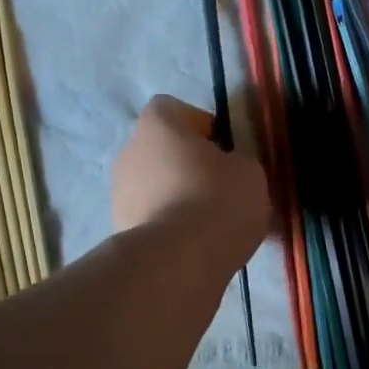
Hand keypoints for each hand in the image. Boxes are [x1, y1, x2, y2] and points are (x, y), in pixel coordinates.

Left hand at [112, 95, 268, 262]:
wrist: (180, 260)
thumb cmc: (218, 200)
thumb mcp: (250, 172)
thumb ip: (237, 161)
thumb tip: (228, 169)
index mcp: (157, 124)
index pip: (173, 109)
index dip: (200, 125)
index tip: (222, 150)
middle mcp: (129, 151)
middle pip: (162, 150)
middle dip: (188, 165)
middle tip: (220, 188)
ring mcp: (118, 192)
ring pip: (154, 185)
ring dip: (177, 197)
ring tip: (208, 224)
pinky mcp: (119, 229)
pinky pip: (151, 217)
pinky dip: (168, 225)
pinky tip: (193, 245)